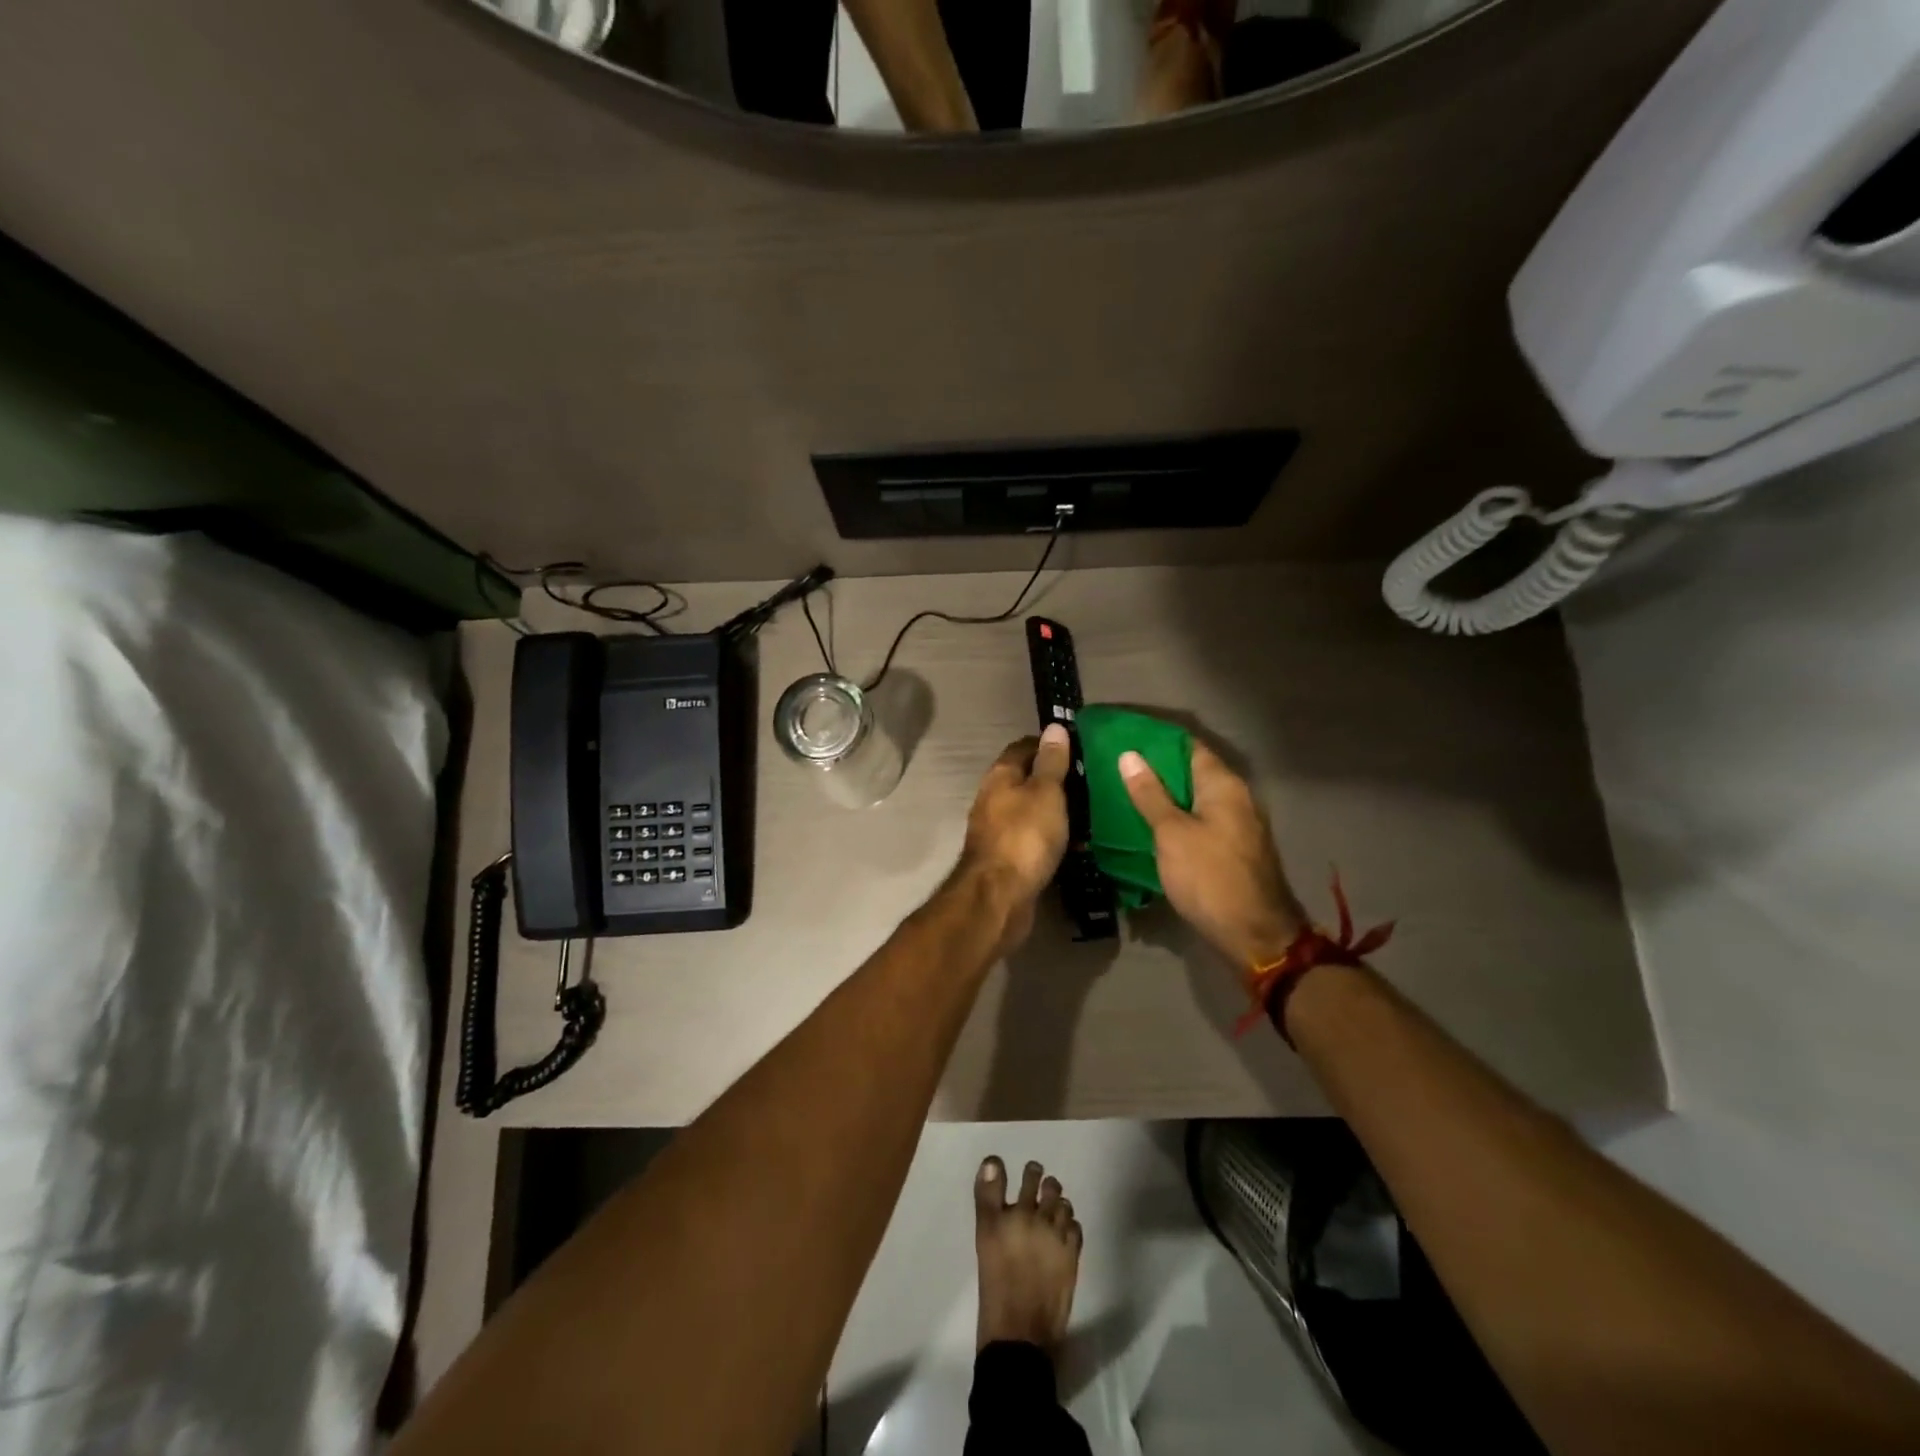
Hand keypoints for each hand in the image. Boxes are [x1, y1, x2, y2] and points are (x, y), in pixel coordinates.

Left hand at [957, 725, 1071, 949]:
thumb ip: (1051, 762)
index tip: (1080, 747)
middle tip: (1091, 780)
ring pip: (1030, 810)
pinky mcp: (1007, 858)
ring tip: (1090, 810)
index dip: (1049, 744)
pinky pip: (1033, 838)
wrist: (999, 897)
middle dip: (1055, 778)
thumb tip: (1054, 727)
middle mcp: (993, 798)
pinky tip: (1077, 843)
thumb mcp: (1046, 792)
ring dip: (1055, 809)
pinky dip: (1052, 836)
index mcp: (1000, 776)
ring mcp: (997, 830)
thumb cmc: (1025, 836)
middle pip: (1026, 779)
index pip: (1024, 747)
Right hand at [1119, 742, 1304, 968]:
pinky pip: (1198, 820)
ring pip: (1193, 798)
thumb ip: (1150, 794)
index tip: (1123, 737)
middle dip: (1155, 768)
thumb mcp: (1172, 833)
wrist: (1254, 935)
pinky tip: (1148, 824)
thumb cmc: (1209, 877)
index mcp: (1223, 785)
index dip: (1156, 740)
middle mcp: (1235, 797)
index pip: (1188, 746)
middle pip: (1191, 771)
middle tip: (1114, 766)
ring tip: (1123, 792)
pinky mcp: (1231, 848)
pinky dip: (1175, 817)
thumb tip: (1129, 755)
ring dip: (1163, 795)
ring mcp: (1236, 824)